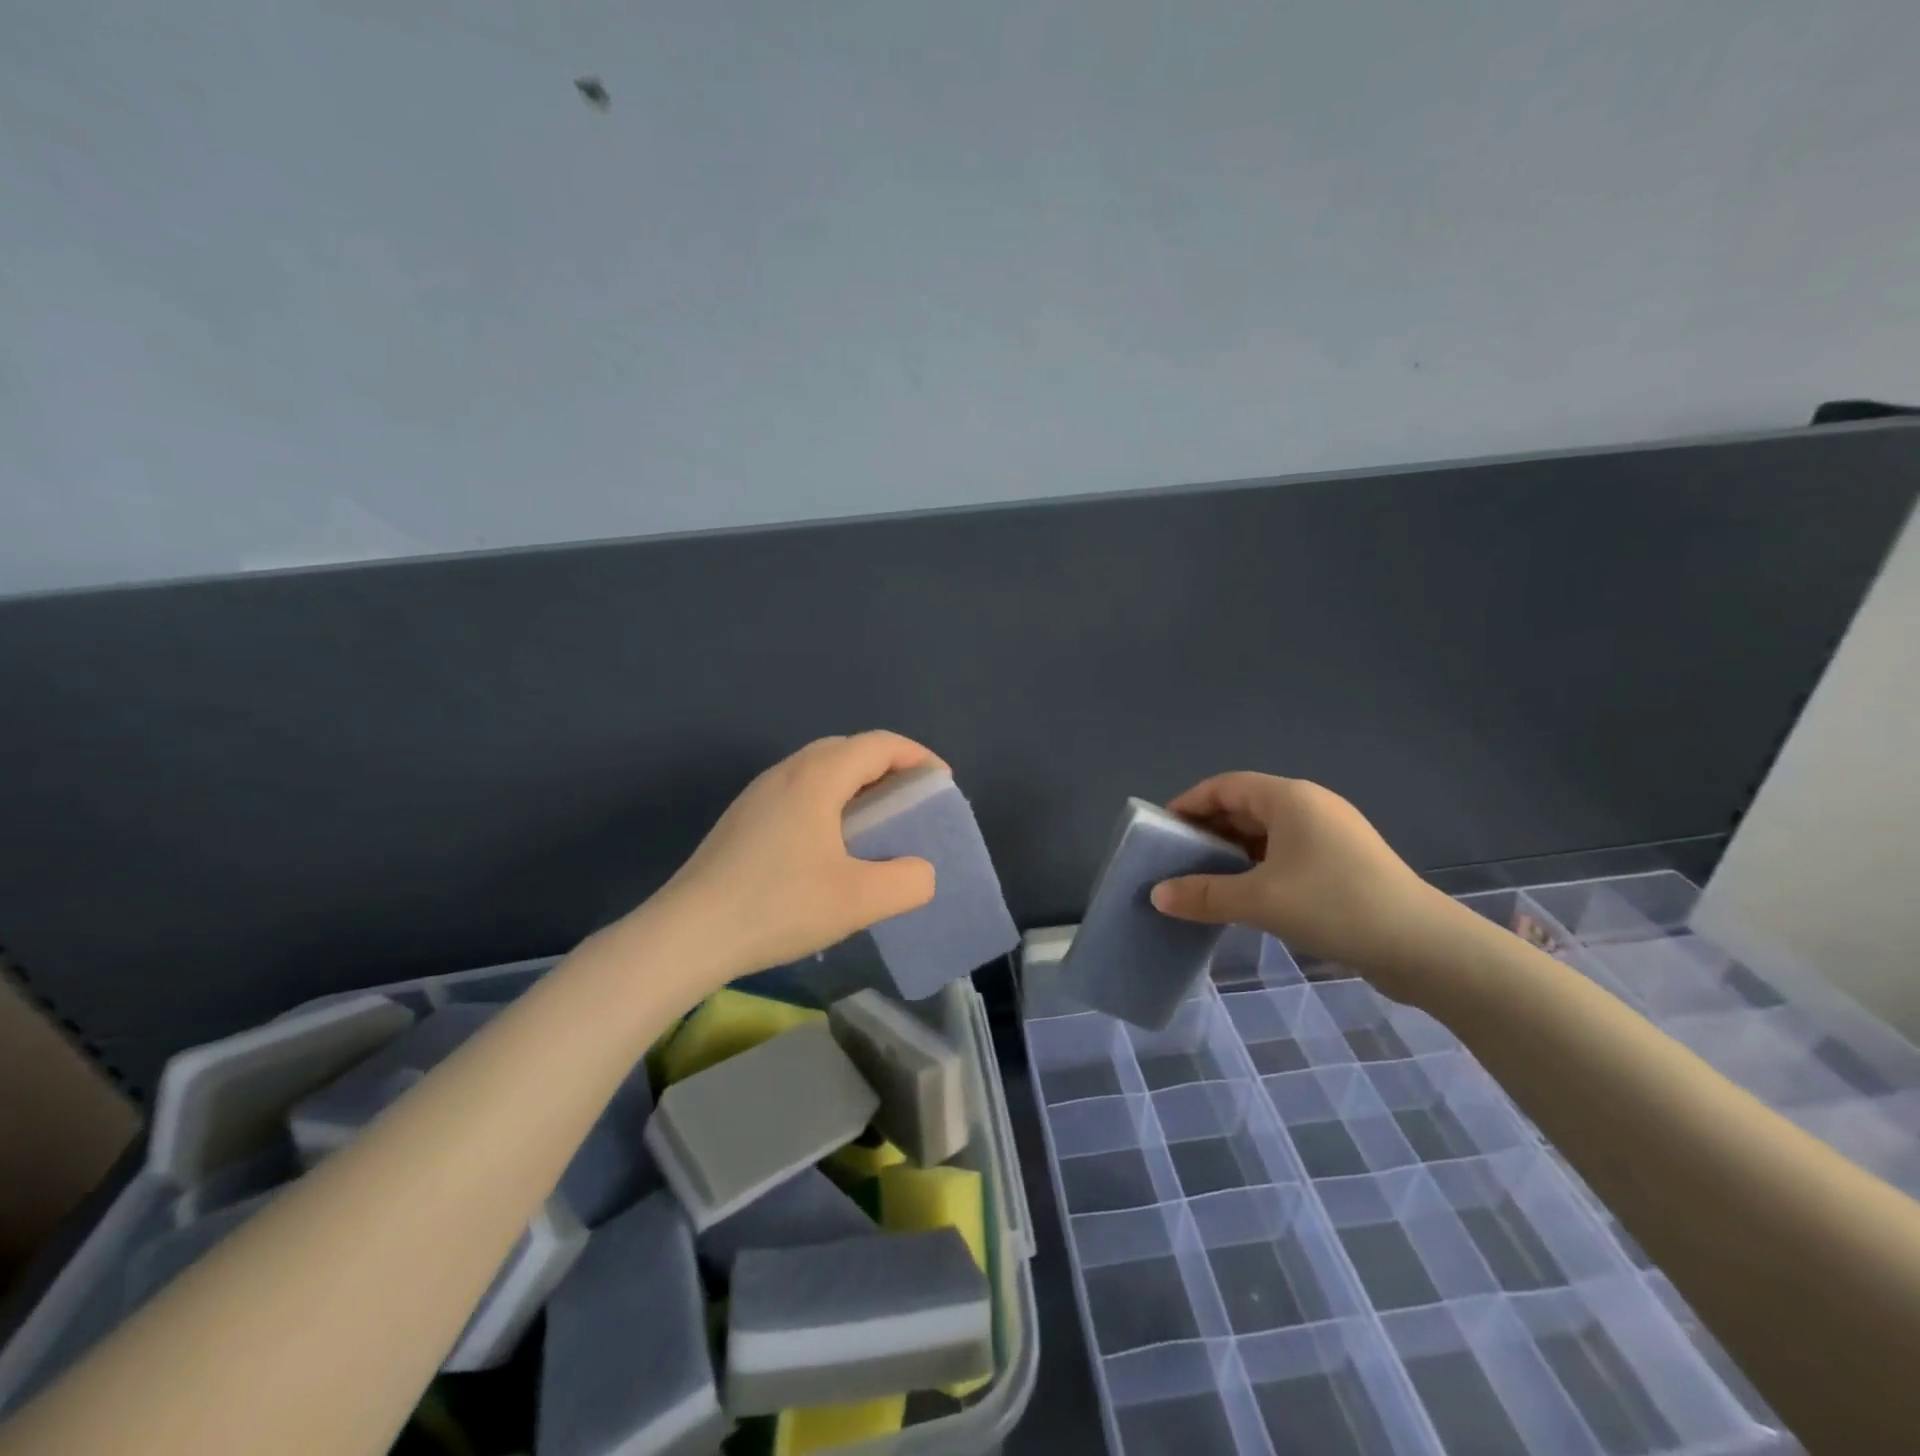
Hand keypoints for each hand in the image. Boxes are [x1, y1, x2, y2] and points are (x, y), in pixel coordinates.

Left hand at [650, 732, 941, 983]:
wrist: (686, 934)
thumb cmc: (778, 906)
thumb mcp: (859, 900)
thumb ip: (908, 881)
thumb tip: (920, 871)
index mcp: (817, 776)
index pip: (879, 744)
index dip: (918, 756)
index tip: (941, 784)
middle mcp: (786, 772)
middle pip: (848, 749)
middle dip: (888, 766)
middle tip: (911, 802)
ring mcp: (758, 794)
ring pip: (819, 770)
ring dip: (855, 784)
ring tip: (875, 822)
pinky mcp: (741, 819)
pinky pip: (798, 792)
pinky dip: (828, 801)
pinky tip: (829, 846)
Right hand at [1148, 773, 1465, 1003]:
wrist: (1426, 948)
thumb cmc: (1335, 906)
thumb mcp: (1260, 900)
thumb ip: (1204, 894)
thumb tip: (1157, 895)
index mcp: (1290, 799)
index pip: (1225, 786)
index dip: (1189, 803)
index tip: (1161, 831)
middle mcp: (1310, 807)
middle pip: (1245, 807)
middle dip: (1207, 831)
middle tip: (1176, 860)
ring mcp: (1330, 835)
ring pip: (1265, 834)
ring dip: (1232, 853)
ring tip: (1203, 881)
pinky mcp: (1343, 864)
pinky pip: (1285, 854)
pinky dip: (1257, 868)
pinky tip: (1244, 896)